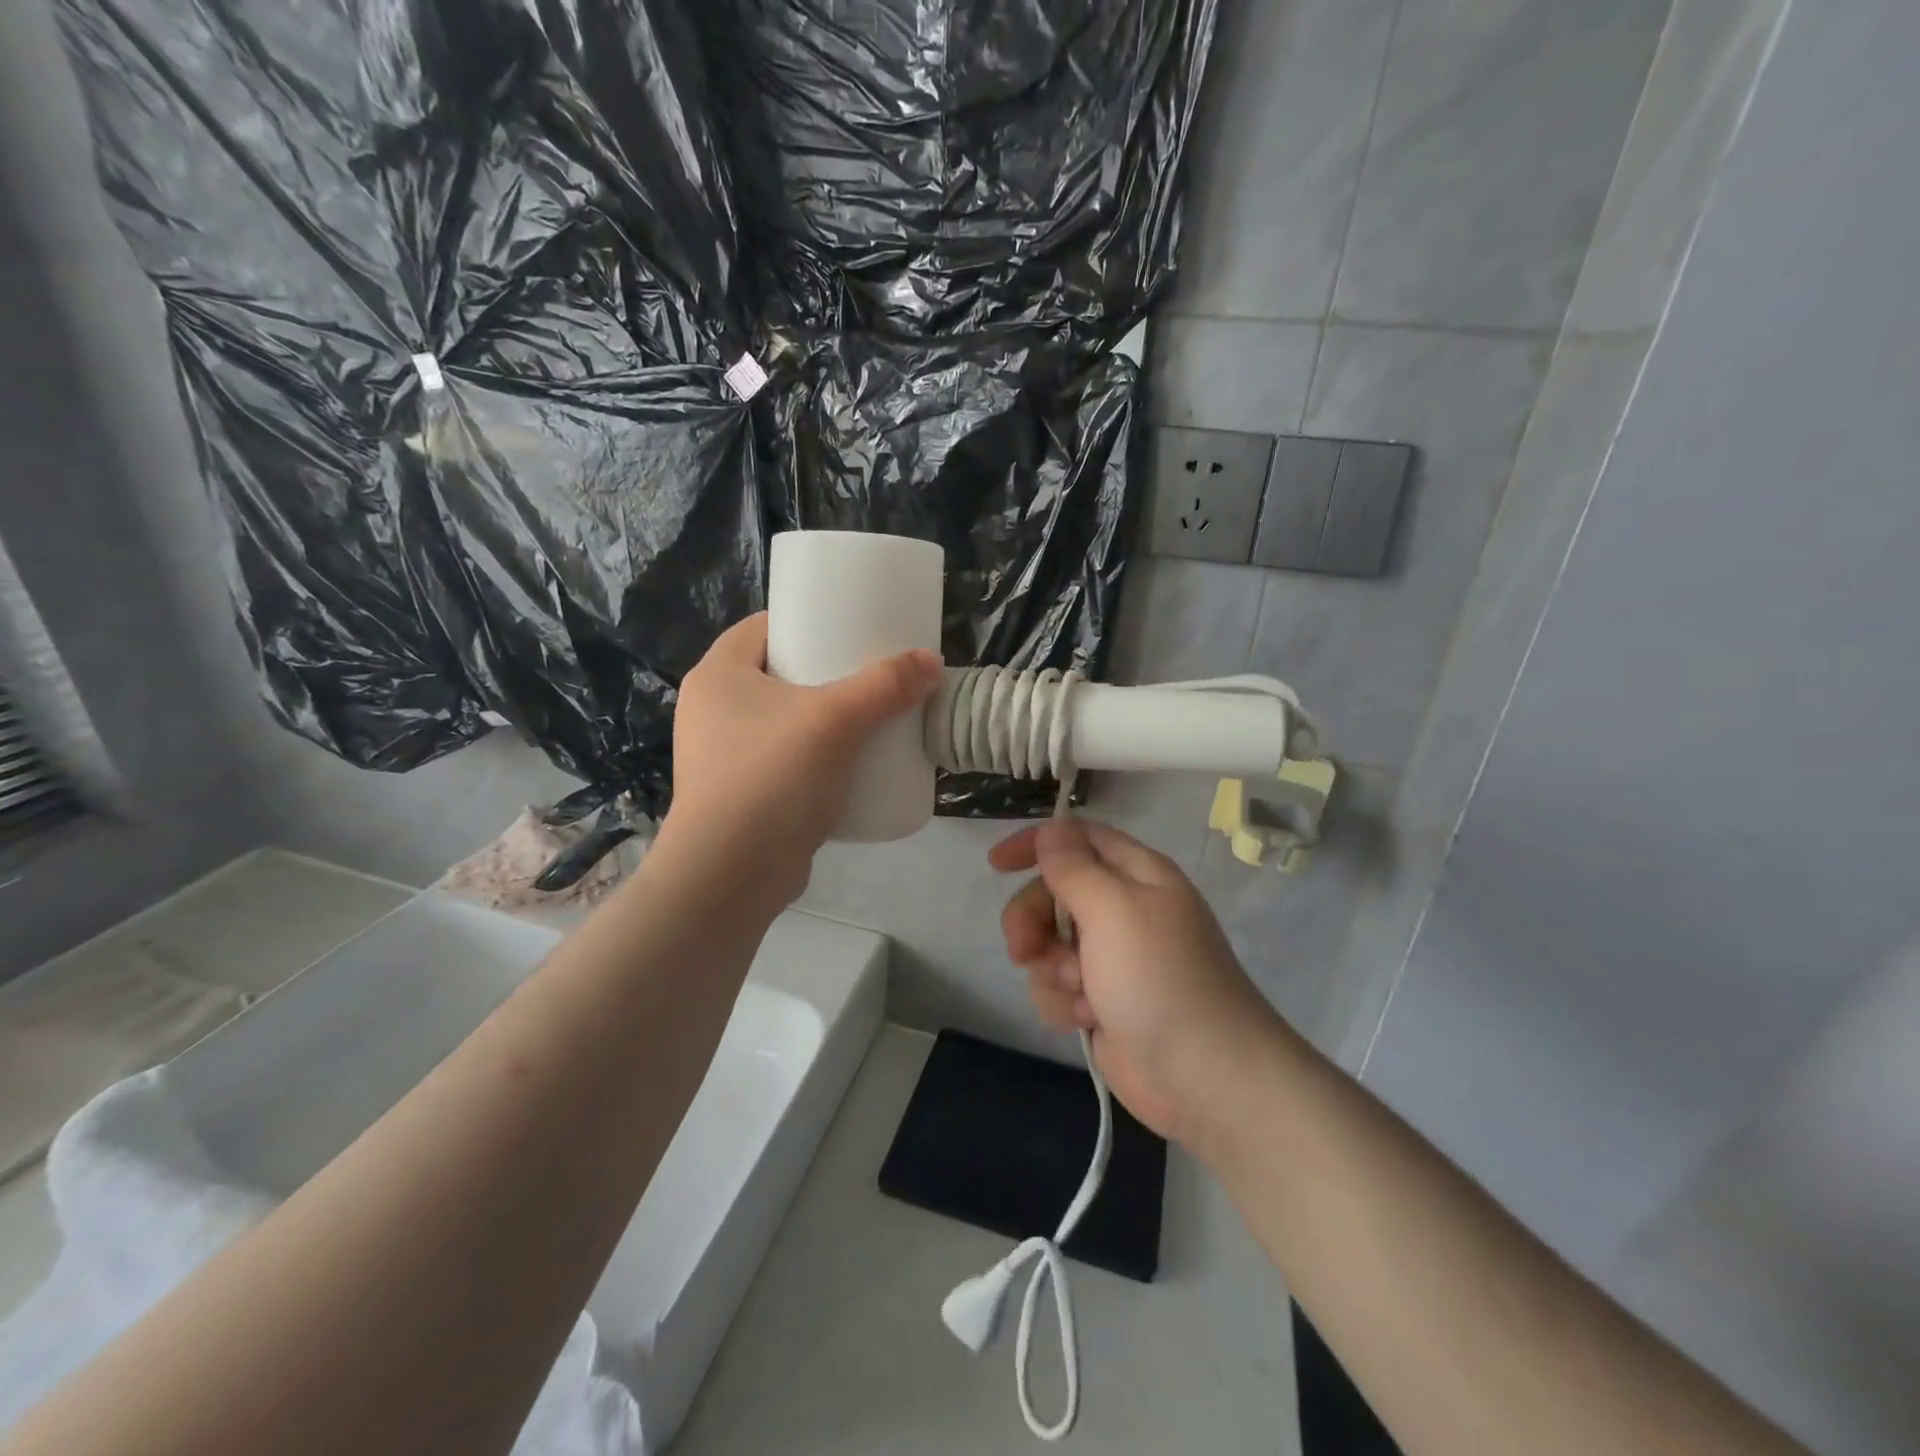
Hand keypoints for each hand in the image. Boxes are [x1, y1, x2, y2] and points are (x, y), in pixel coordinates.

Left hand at [663, 613, 943, 905]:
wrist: (730, 876)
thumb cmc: (771, 778)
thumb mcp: (834, 721)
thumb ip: (885, 686)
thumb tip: (932, 661)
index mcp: (718, 675)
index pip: (763, 626)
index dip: (807, 619)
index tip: (852, 625)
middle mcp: (713, 710)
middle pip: (779, 673)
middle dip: (826, 671)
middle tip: (872, 673)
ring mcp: (724, 756)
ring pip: (784, 720)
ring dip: (825, 717)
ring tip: (871, 716)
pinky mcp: (743, 795)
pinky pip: (787, 759)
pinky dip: (817, 756)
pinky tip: (852, 763)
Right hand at [991, 819, 1284, 1147]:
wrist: (1205, 1078)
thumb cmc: (1160, 978)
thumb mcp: (1113, 909)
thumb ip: (1073, 867)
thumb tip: (1052, 829)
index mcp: (1137, 875)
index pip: (1079, 838)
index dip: (1036, 844)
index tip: (996, 864)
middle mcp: (1124, 910)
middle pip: (1054, 894)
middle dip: (1032, 919)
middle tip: (1022, 948)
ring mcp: (1113, 959)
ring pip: (1049, 944)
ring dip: (1052, 969)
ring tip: (1081, 994)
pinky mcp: (1102, 1002)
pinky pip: (1057, 987)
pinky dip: (1064, 1002)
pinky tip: (1087, 1019)